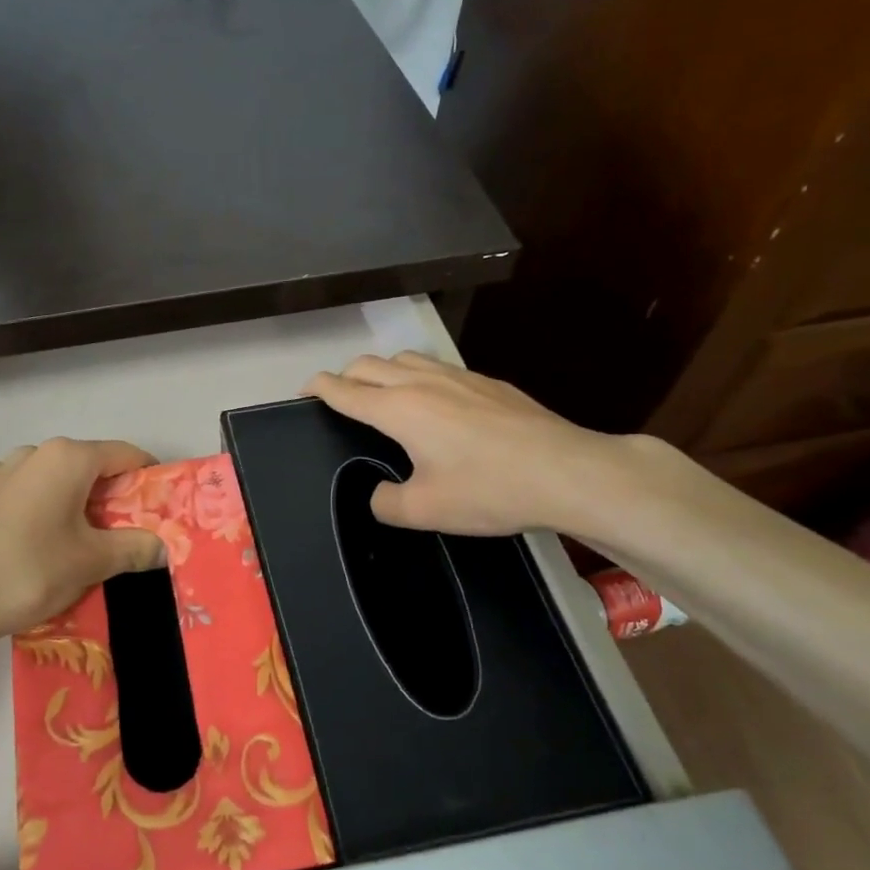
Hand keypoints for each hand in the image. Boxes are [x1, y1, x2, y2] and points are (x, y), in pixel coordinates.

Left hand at [0, 437, 166, 641]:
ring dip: (75, 504)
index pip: (125, 455)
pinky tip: (38, 544)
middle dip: (113, 497)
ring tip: (80, 544)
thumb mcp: (93, 562)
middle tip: (126, 536)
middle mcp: (34, 452)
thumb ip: (135, 548)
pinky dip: (42, 510)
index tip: (161, 509)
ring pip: (55, 481)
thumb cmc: (31, 571)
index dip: (149, 478)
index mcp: (68, 457)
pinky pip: (25, 494)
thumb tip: (163, 546)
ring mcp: (1, 470)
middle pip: (90, 467)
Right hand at [304, 352, 652, 539]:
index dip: (318, 388)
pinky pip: (437, 367)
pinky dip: (417, 376)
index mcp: (399, 409)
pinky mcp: (487, 382)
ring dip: (381, 370)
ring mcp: (458, 376)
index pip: (344, 389)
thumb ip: (386, 503)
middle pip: (368, 364)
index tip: (304, 391)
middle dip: (345, 376)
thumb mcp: (424, 511)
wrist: (566, 471)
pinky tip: (435, 403)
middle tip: (340, 399)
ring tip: (383, 395)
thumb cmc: (488, 490)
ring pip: (404, 357)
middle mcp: (422, 382)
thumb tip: (379, 494)